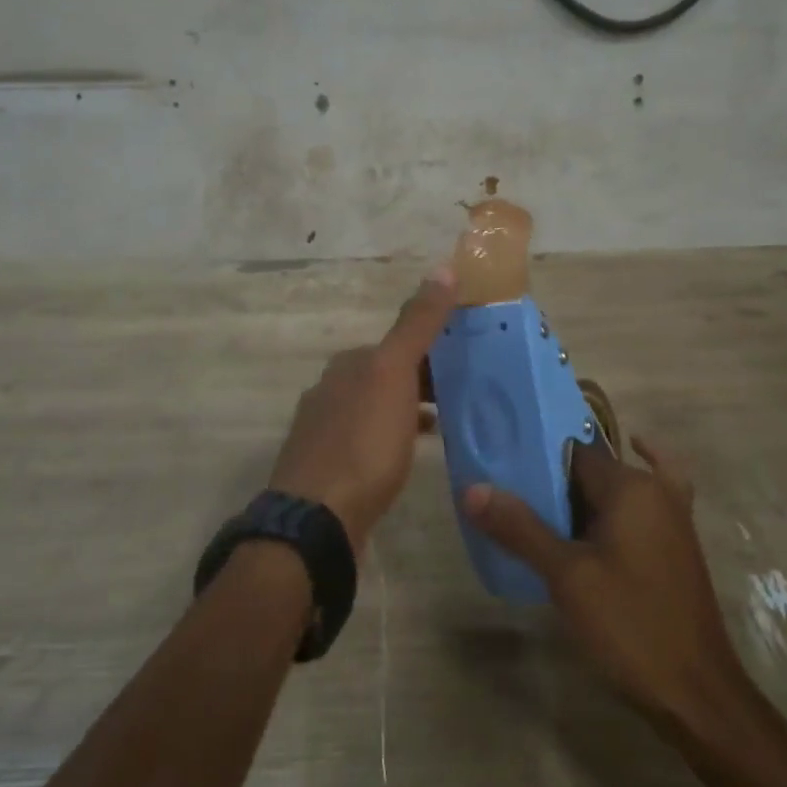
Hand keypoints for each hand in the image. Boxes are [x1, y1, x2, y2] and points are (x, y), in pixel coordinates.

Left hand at [268, 268, 455, 553]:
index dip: (434, 349)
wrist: (317, 518)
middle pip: (386, 375)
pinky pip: (367, 440)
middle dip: (423, 381)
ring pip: (376, 408)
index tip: (469, 363)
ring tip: (446, 425)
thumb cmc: (363, 442)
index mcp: (348, 364)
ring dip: (408, 410)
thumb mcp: (395, 374)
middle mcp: (330, 389)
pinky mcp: (326, 467)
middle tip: (465, 396)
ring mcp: (323, 430)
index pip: (398, 344)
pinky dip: (392, 439)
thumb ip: (418, 323)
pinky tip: (410, 455)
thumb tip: (443, 268)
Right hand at [462, 436, 739, 729]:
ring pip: (615, 489)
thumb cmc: (630, 626)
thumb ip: (520, 529)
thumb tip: (473, 490)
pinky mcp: (676, 543)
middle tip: (511, 498)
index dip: (536, 461)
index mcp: (630, 486)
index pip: (572, 453)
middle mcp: (654, 489)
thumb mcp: (567, 577)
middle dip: (554, 483)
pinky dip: (624, 499)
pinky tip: (606, 502)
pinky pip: (646, 504)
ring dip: (581, 497)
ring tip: (536, 509)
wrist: (696, 693)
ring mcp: (672, 516)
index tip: (503, 473)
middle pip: (593, 470)